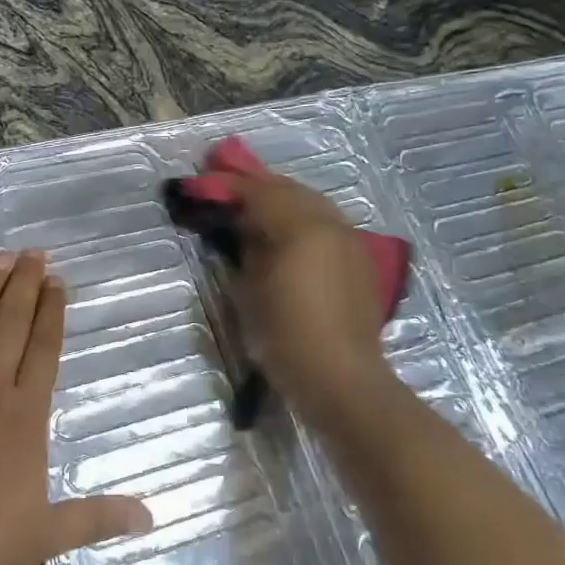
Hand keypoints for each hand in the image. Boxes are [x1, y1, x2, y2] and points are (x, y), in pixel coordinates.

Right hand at [230, 171, 395, 424]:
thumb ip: (246, 249)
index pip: (260, 193)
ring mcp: (350, 241)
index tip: (204, 184)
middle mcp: (330, 225)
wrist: (341, 379)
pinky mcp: (360, 259)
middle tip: (229, 190)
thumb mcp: (249, 292)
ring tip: (256, 208)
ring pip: (313, 203)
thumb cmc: (285, 337)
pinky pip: (327, 223)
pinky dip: (304, 218)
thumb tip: (242, 226)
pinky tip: (288, 233)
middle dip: (259, 187)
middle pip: (290, 190)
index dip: (229, 186)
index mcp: (301, 228)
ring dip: (283, 200)